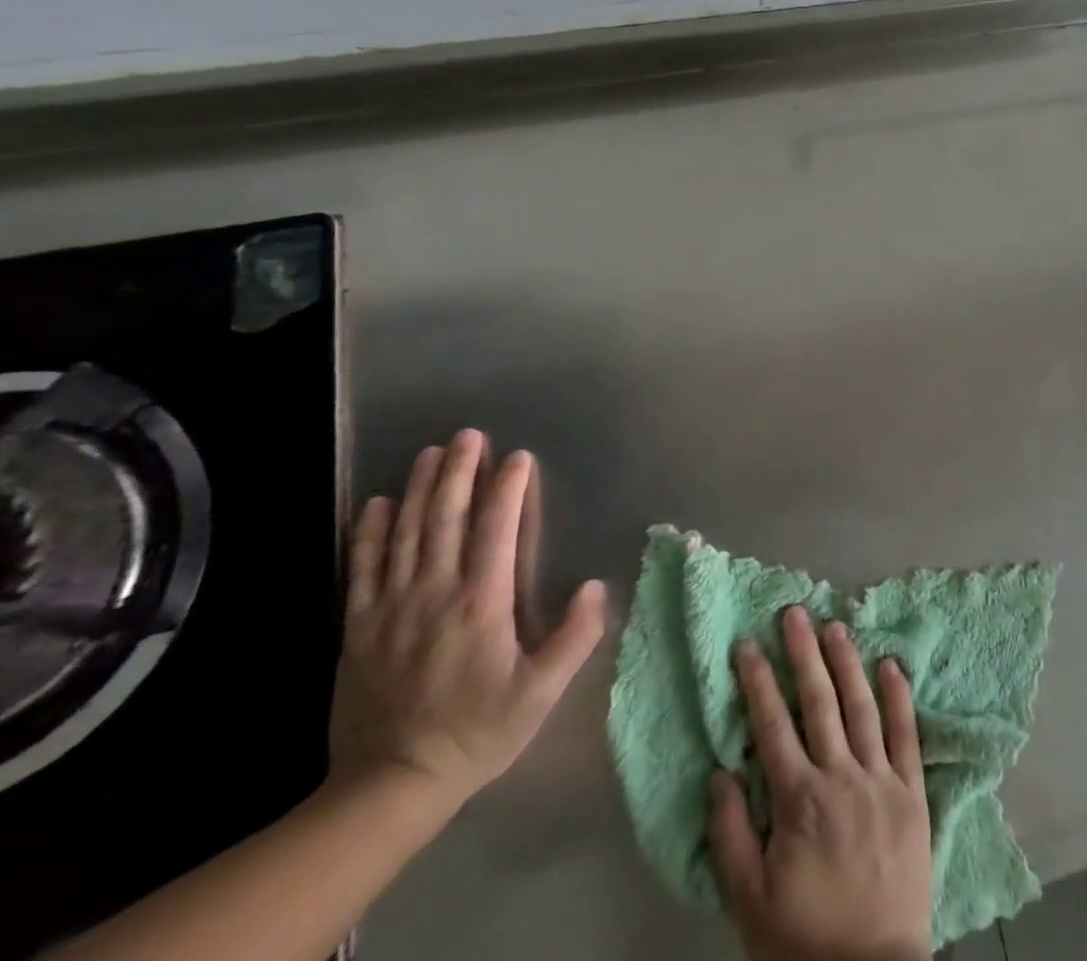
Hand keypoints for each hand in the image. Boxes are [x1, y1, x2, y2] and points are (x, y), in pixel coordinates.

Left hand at [328, 430, 606, 808]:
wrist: (390, 785)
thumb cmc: (477, 731)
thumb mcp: (540, 693)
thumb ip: (574, 637)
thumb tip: (595, 585)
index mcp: (481, 604)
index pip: (496, 530)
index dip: (507, 489)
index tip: (518, 457)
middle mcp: (434, 594)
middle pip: (446, 519)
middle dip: (459, 473)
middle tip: (469, 435)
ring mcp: (390, 608)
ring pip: (405, 534)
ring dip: (419, 489)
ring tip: (431, 453)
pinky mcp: (358, 628)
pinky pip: (361, 569)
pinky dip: (368, 532)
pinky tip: (376, 504)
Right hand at [708, 607, 932, 960]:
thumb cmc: (803, 940)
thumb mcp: (748, 901)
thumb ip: (731, 836)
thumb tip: (720, 773)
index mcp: (798, 800)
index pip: (772, 726)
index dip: (757, 681)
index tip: (746, 644)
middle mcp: (840, 777)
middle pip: (819, 702)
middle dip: (803, 653)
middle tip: (794, 612)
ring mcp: (881, 779)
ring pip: (862, 706)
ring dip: (847, 662)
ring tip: (835, 625)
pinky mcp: (913, 791)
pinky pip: (907, 734)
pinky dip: (899, 696)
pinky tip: (892, 663)